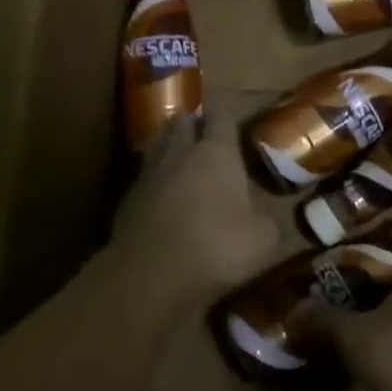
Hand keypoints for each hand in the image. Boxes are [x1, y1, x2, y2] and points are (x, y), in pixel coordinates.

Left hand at [110, 119, 281, 312]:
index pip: (221, 116)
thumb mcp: (262, 240)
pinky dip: (153, 181)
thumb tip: (262, 221)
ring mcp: (148, 173)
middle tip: (206, 140)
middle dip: (194, 126)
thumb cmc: (215, 246)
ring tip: (181, 162)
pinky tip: (162, 197)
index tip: (235, 128)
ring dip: (169, 148)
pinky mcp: (126, 198)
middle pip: (183, 122)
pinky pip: (143, 177)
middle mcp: (180, 152)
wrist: (150, 274)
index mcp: (217, 152)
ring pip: (158, 144)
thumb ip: (265, 221)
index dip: (228, 119)